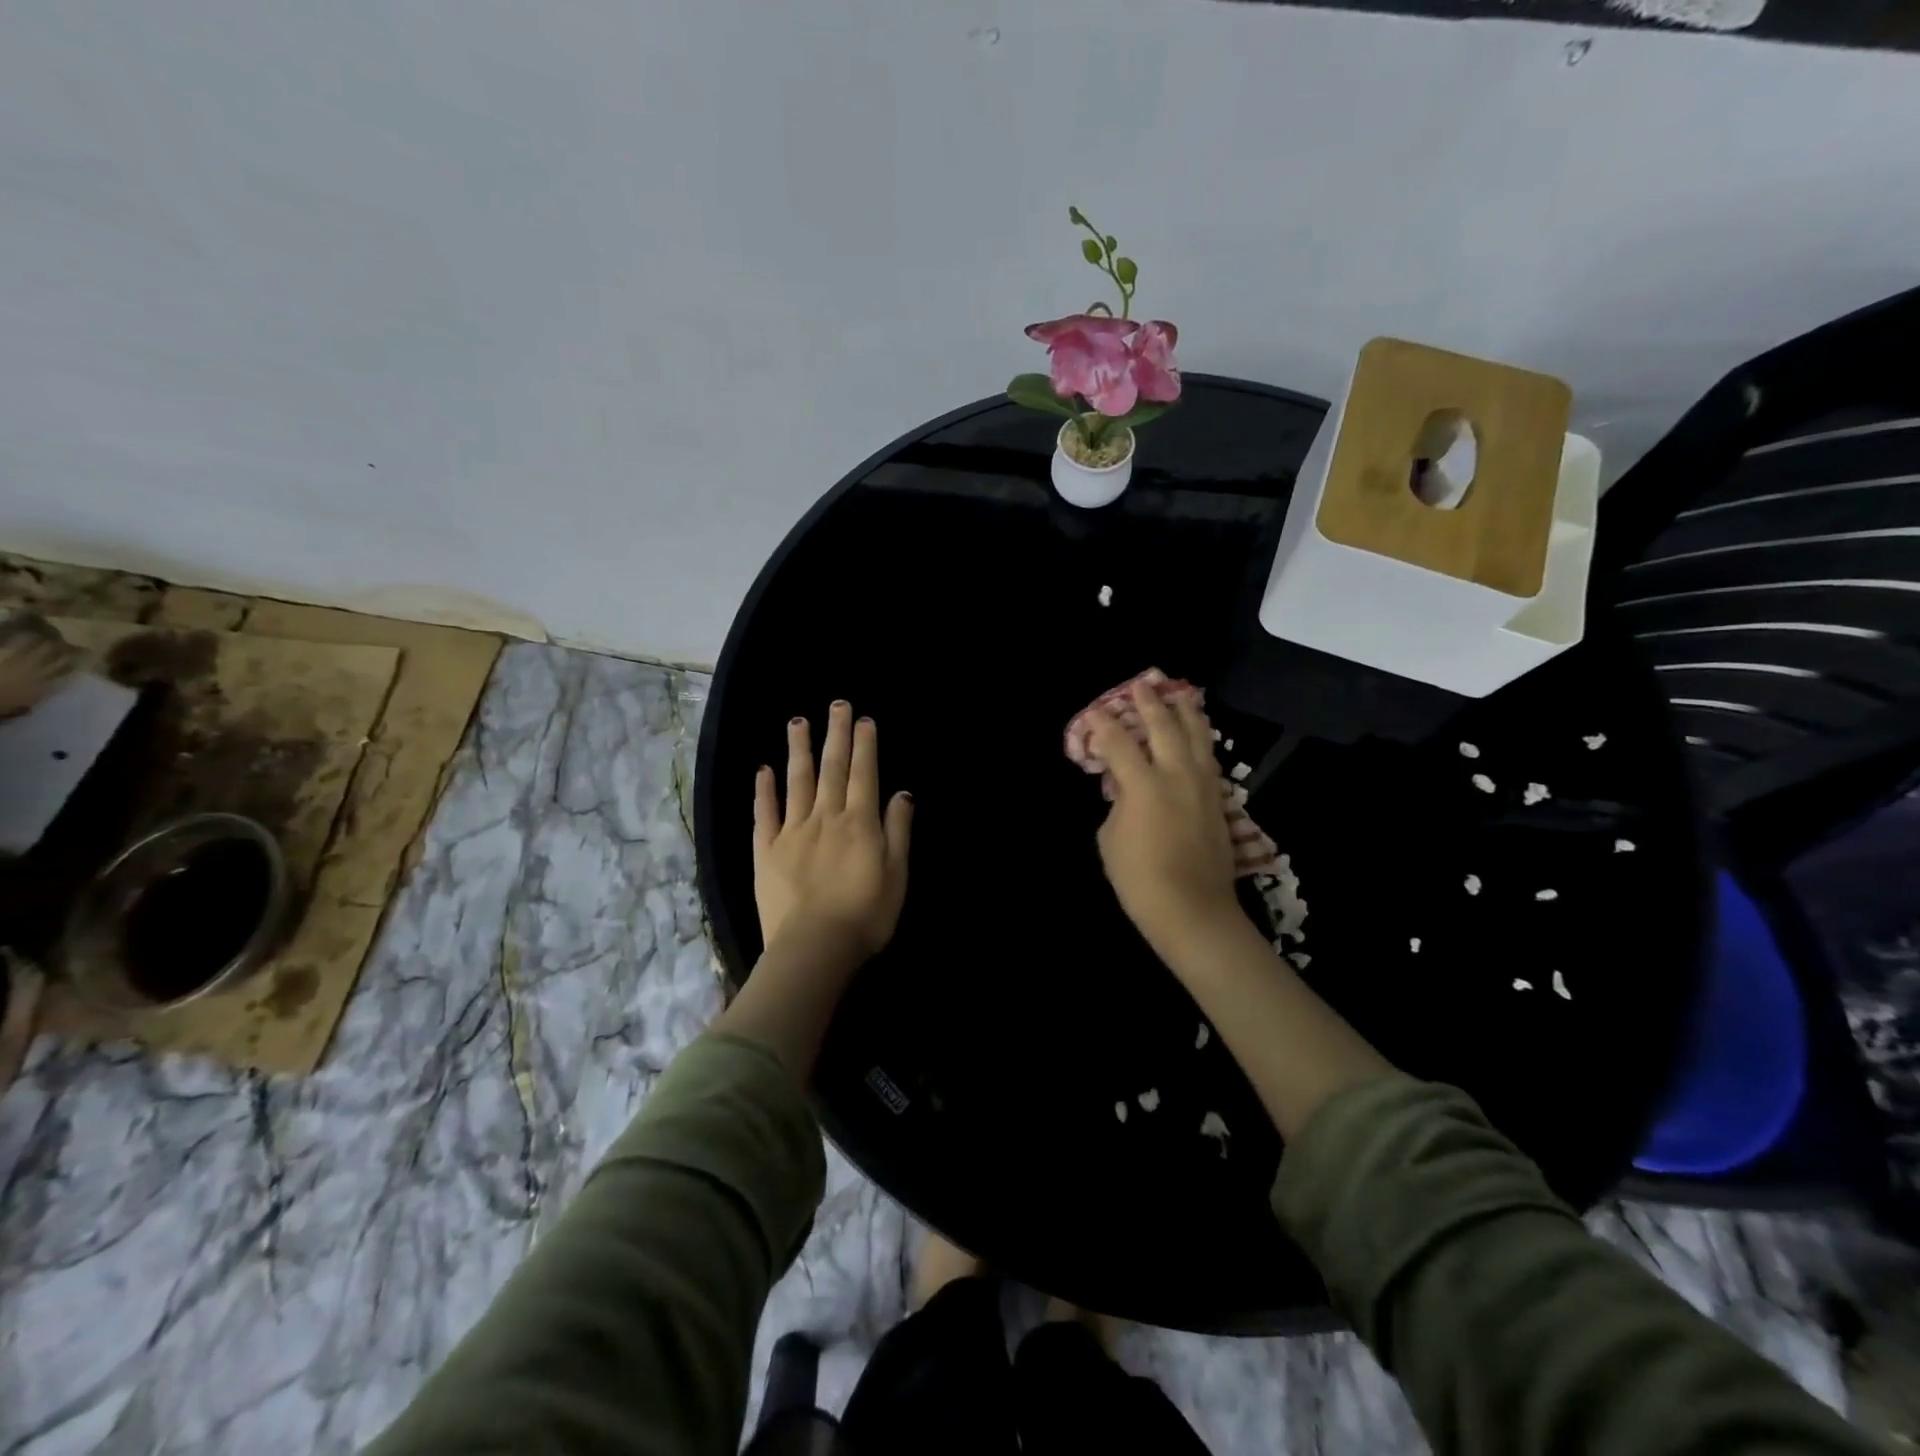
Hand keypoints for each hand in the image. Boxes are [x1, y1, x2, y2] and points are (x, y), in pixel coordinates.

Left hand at [754, 700, 912, 965]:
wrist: (814, 947)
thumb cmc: (865, 915)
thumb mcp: (897, 874)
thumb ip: (898, 830)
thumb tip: (901, 793)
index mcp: (859, 822)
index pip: (864, 774)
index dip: (865, 745)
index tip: (863, 720)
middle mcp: (825, 817)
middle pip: (832, 768)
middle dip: (836, 734)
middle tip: (836, 704)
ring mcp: (792, 831)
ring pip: (796, 781)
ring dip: (799, 749)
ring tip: (798, 721)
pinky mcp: (767, 850)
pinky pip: (765, 813)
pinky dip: (764, 790)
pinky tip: (764, 769)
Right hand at [1087, 679, 1244, 962]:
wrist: (1192, 909)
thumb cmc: (1139, 878)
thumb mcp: (1110, 837)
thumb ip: (1118, 804)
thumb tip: (1126, 790)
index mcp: (1143, 784)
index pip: (1118, 742)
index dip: (1102, 724)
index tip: (1093, 711)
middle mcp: (1176, 774)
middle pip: (1163, 727)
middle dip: (1149, 703)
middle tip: (1141, 684)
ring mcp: (1202, 785)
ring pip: (1196, 736)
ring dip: (1185, 712)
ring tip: (1180, 693)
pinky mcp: (1218, 800)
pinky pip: (1209, 758)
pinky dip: (1201, 739)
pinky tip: (1199, 733)